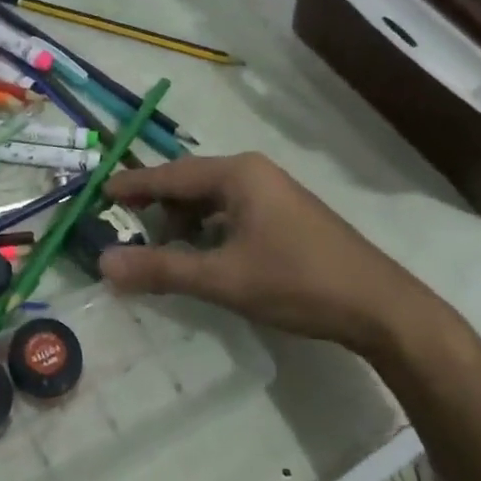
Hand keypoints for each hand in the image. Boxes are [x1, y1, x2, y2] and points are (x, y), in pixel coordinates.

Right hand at [99, 152, 442, 357]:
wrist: (382, 308)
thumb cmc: (298, 282)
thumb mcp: (223, 278)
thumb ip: (161, 269)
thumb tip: (103, 263)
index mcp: (237, 174)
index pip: (169, 174)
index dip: (132, 185)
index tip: (99, 194)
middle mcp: (253, 172)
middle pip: (189, 184)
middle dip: (157, 208)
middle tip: (125, 230)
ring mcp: (273, 192)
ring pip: (211, 200)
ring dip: (183, 222)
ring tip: (163, 252)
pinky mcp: (286, 214)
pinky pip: (231, 212)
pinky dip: (208, 230)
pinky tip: (203, 257)